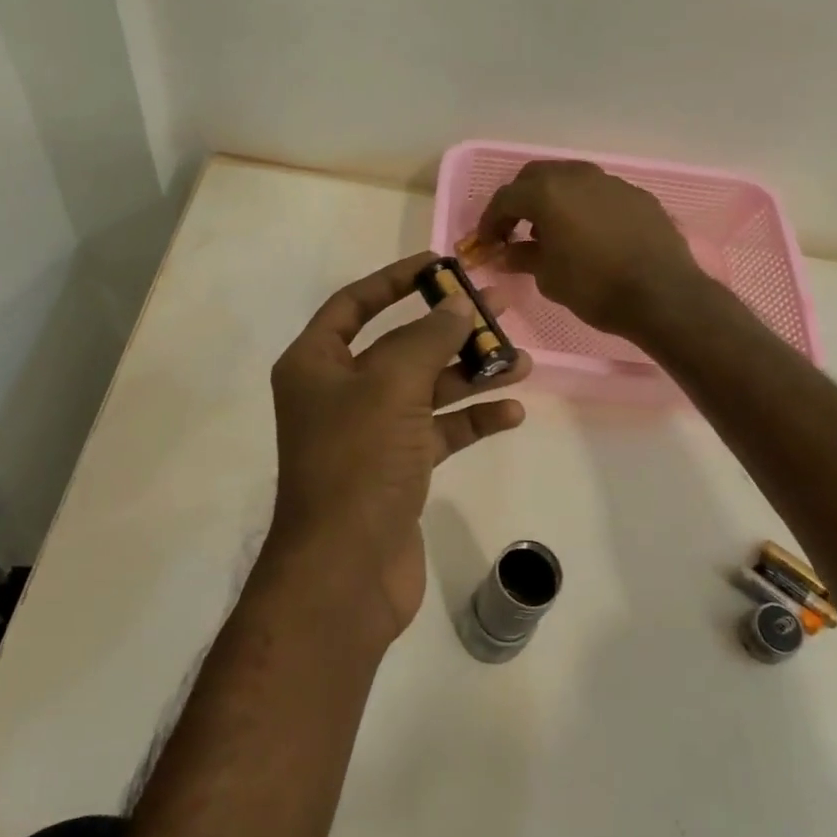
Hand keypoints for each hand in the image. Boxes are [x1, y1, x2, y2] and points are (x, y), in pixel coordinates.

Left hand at [268, 252, 530, 642]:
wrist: (345, 572)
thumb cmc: (357, 463)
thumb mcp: (391, 386)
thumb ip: (427, 339)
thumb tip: (457, 307)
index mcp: (315, 364)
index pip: (353, 303)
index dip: (395, 280)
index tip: (441, 265)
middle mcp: (338, 392)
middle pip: (399, 345)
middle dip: (448, 328)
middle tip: (499, 308)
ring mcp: (369, 432)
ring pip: (425, 389)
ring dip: (470, 375)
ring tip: (520, 361)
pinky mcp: (397, 469)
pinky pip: (438, 432)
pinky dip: (471, 420)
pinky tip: (510, 411)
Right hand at [476, 159, 705, 341]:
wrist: (663, 295)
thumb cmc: (594, 287)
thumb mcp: (548, 277)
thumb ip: (523, 258)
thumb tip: (505, 254)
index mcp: (547, 193)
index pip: (505, 198)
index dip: (490, 221)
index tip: (486, 243)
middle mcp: (577, 176)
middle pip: (536, 177)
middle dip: (520, 200)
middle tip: (515, 229)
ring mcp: (611, 182)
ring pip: (570, 179)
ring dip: (553, 200)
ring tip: (552, 231)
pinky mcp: (637, 195)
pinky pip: (599, 193)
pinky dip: (584, 207)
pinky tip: (589, 234)